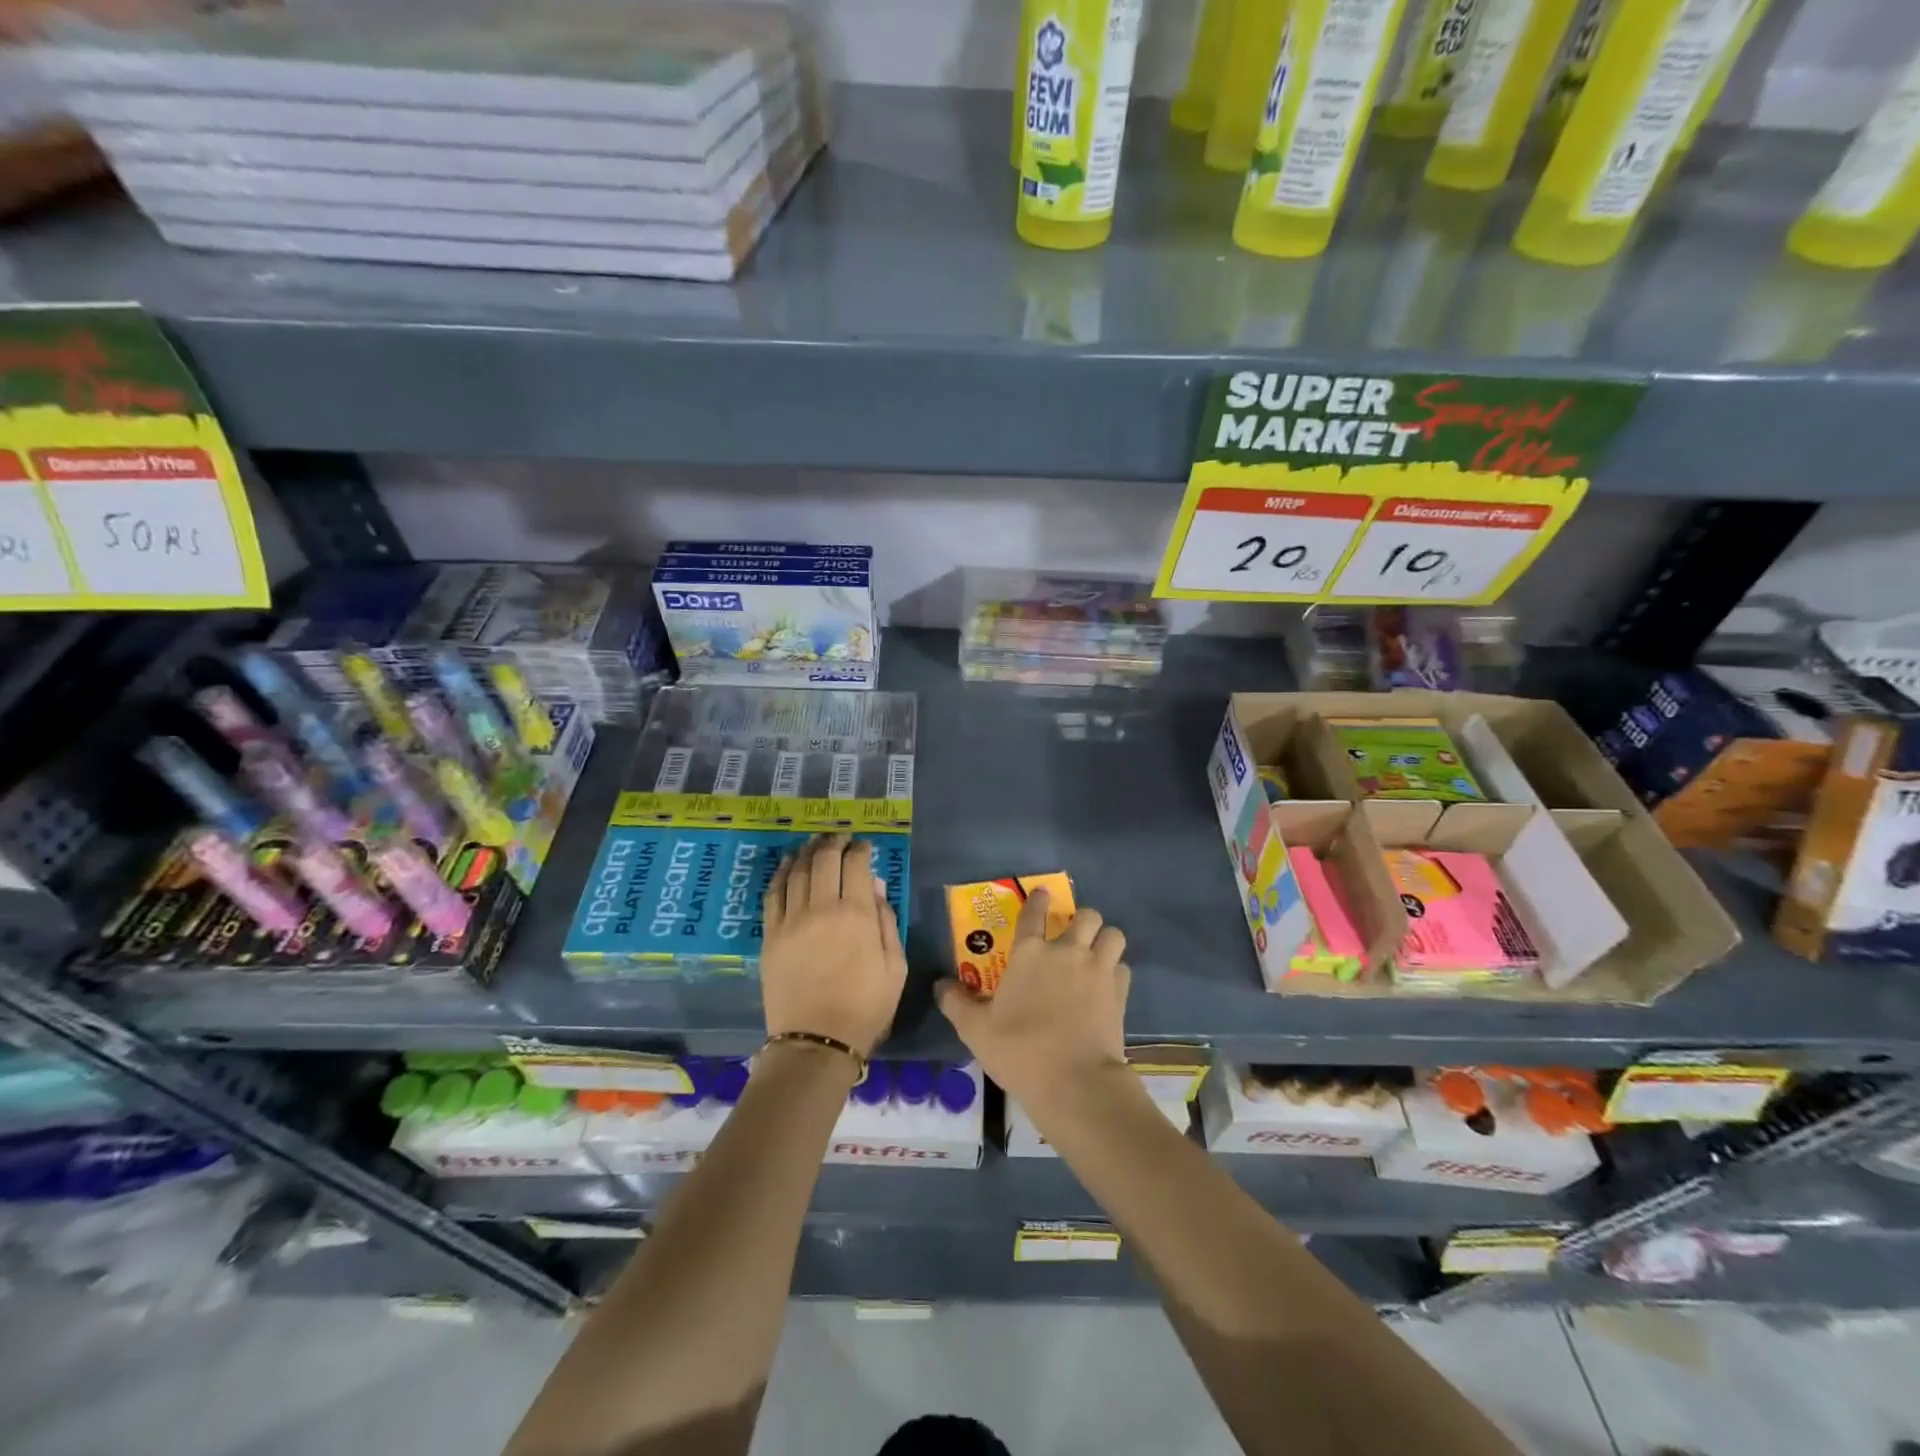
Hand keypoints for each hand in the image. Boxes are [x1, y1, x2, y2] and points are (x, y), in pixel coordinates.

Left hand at [761, 834, 906, 1055]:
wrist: (816, 1042)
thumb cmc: (865, 1008)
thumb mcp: (895, 967)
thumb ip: (886, 922)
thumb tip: (875, 886)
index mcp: (857, 915)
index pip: (857, 866)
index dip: (861, 850)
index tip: (864, 846)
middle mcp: (822, 908)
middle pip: (824, 860)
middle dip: (834, 842)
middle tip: (840, 838)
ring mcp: (792, 920)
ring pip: (797, 871)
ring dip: (807, 851)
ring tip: (815, 843)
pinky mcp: (770, 935)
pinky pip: (773, 893)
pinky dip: (781, 873)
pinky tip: (788, 864)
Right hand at [935, 888, 1129, 1106]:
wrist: (1074, 1082)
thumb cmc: (1020, 1050)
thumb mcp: (976, 1030)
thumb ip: (956, 1003)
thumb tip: (940, 985)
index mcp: (1030, 954)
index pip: (1034, 913)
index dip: (1037, 900)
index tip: (1042, 893)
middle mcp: (1067, 952)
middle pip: (1086, 916)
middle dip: (1082, 919)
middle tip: (1073, 934)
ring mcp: (1098, 970)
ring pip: (1113, 934)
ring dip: (1105, 939)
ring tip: (1096, 952)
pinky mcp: (1119, 993)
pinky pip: (1123, 967)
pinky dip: (1116, 970)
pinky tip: (1106, 984)